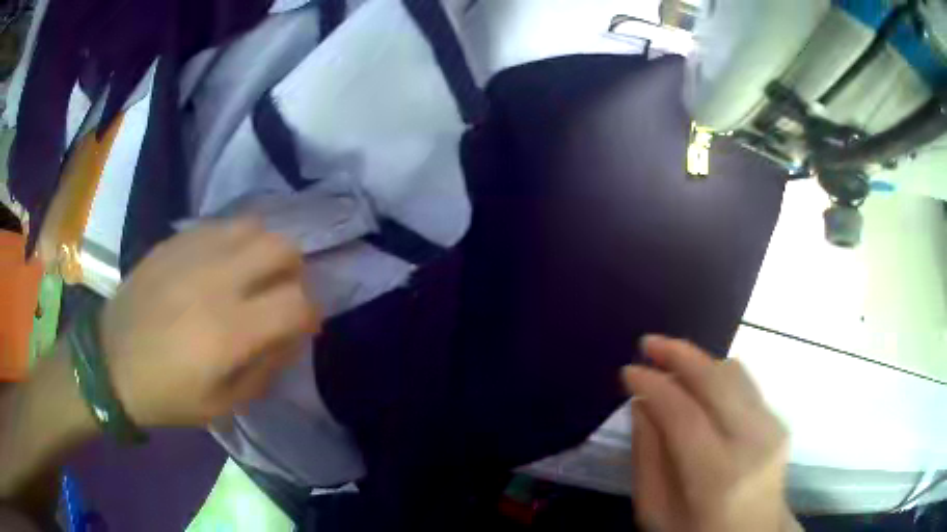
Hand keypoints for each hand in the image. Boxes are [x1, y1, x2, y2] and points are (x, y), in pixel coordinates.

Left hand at [99, 219, 319, 426]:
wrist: (111, 361)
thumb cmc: (167, 393)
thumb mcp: (223, 404)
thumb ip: (266, 369)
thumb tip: (291, 337)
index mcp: (230, 332)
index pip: (298, 304)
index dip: (310, 315)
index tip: (301, 327)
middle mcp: (217, 281)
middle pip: (283, 249)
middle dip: (293, 272)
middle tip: (277, 294)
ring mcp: (194, 252)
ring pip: (255, 227)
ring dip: (264, 252)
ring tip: (249, 275)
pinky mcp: (175, 240)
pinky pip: (222, 225)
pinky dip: (234, 242)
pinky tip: (219, 265)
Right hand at [623, 336, 797, 531]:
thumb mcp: (656, 511)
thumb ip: (647, 457)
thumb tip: (642, 404)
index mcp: (718, 476)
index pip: (684, 415)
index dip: (654, 386)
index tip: (629, 370)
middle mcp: (754, 443)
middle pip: (717, 381)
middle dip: (679, 354)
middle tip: (648, 343)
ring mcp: (772, 428)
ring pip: (734, 373)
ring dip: (699, 361)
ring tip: (670, 361)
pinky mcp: (779, 421)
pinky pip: (745, 383)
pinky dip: (717, 375)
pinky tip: (697, 383)